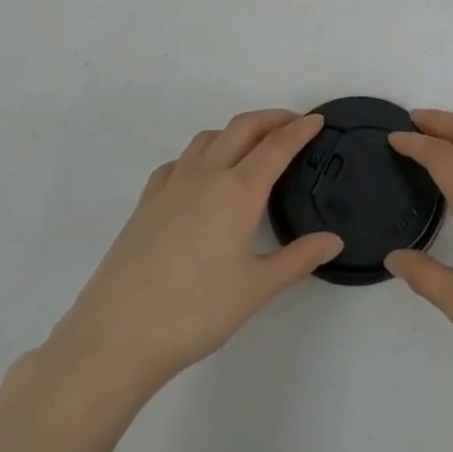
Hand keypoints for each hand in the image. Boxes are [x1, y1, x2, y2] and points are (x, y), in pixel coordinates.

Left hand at [43, 111, 341, 397]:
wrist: (118, 333)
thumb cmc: (197, 311)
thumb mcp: (258, 289)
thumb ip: (299, 259)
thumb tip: (334, 240)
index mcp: (239, 190)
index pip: (277, 146)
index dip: (300, 129)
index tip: (318, 119)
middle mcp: (206, 175)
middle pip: (243, 128)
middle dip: (272, 118)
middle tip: (294, 122)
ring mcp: (172, 184)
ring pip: (209, 137)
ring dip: (236, 130)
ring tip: (252, 145)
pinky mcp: (147, 201)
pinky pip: (179, 160)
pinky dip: (201, 153)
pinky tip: (201, 175)